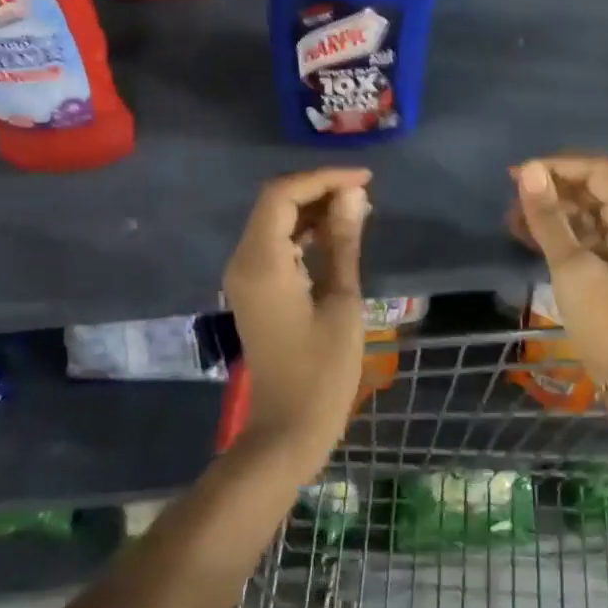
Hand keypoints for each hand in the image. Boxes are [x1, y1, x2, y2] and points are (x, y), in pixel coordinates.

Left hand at [223, 168, 372, 462]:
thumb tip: (353, 195)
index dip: (323, 178)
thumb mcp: (342, 301)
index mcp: (262, 261)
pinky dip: (304, 232)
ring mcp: (244, 275)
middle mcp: (243, 260)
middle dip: (318, 189)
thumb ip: (344, 242)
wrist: (287, 428)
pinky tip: (337, 234)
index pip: (284, 194)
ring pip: (274, 221)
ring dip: (312, 209)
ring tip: (358, 209)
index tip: (364, 180)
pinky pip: (275, 244)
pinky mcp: (254, 289)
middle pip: (275, 202)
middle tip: (364, 193)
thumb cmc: (322, 371)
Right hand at [509, 155, 607, 383]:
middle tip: (512, 199)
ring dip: (551, 211)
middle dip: (551, 188)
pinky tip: (526, 236)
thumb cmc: (606, 319)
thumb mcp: (571, 266)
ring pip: (585, 210)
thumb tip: (527, 170)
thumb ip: (548, 216)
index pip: (596, 169)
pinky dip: (559, 231)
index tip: (517, 176)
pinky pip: (586, 233)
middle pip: (591, 187)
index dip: (556, 166)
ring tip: (512, 220)